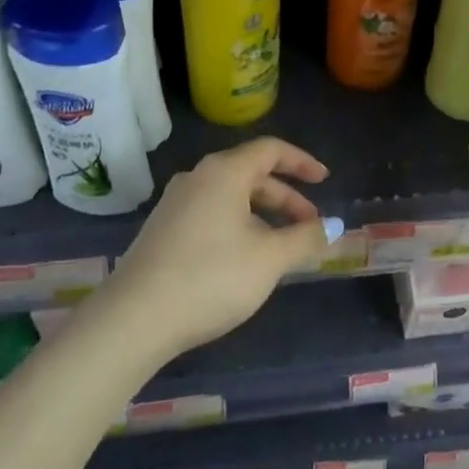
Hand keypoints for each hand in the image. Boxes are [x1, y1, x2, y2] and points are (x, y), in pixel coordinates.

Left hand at [106, 138, 341, 358]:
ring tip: (282, 248)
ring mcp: (175, 203)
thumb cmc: (211, 277)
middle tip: (310, 226)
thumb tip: (334, 226)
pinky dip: (238, 225)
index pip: (271, 150)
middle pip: (252, 174)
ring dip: (263, 215)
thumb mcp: (269, 259)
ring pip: (231, 197)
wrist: (134, 318)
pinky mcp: (163, 229)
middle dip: (286, 198)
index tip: (325, 181)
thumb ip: (305, 238)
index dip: (302, 162)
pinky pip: (211, 213)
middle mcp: (198, 177)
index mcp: (224, 172)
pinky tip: (245, 259)